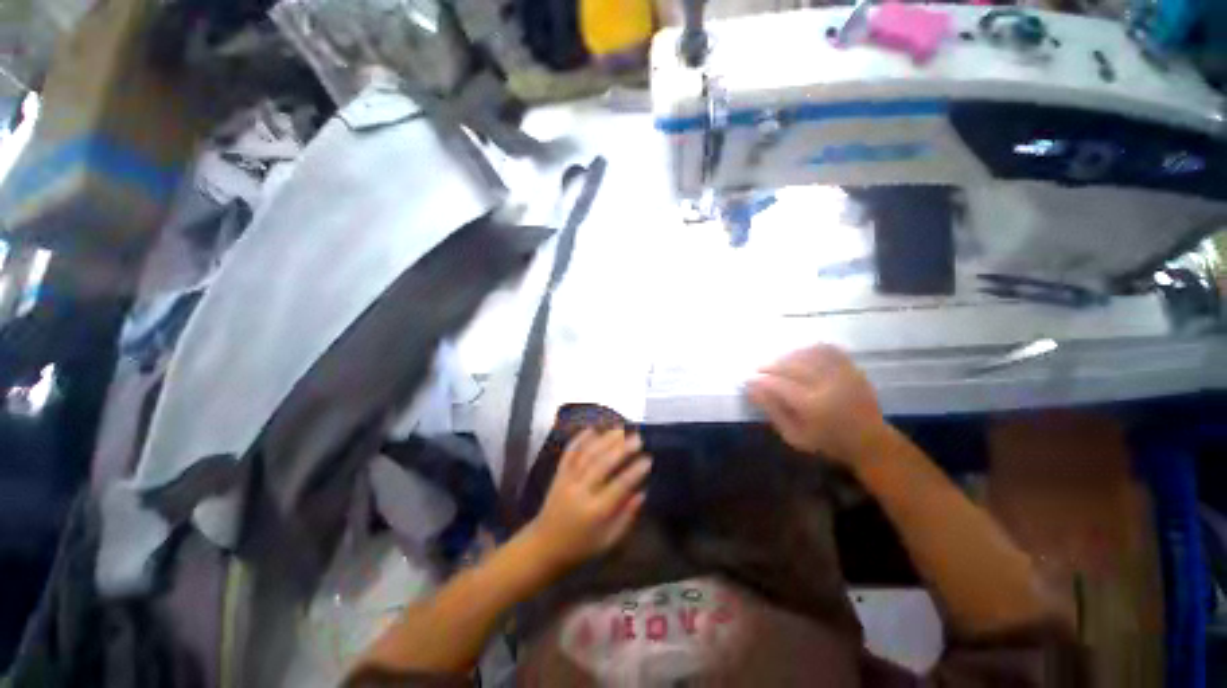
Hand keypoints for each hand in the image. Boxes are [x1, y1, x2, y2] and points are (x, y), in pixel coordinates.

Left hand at [525, 428, 650, 572]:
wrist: (543, 547)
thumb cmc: (580, 547)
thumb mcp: (608, 541)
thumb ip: (626, 517)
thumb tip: (642, 493)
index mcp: (595, 512)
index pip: (619, 487)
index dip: (635, 472)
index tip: (648, 459)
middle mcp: (581, 492)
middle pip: (602, 465)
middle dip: (621, 449)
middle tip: (637, 438)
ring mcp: (567, 480)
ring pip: (587, 455)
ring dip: (604, 440)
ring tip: (620, 429)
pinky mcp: (558, 474)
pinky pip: (569, 453)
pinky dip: (580, 439)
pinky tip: (592, 429)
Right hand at [747, 345, 887, 468]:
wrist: (870, 441)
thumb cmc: (827, 442)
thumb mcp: (794, 436)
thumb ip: (772, 410)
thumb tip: (751, 388)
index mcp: (813, 406)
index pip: (778, 385)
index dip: (760, 380)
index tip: (747, 379)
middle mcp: (828, 385)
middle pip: (791, 365)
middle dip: (770, 365)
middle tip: (757, 369)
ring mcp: (841, 374)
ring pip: (806, 354)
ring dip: (786, 355)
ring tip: (775, 362)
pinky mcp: (851, 368)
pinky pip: (826, 349)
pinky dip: (808, 348)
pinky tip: (798, 354)